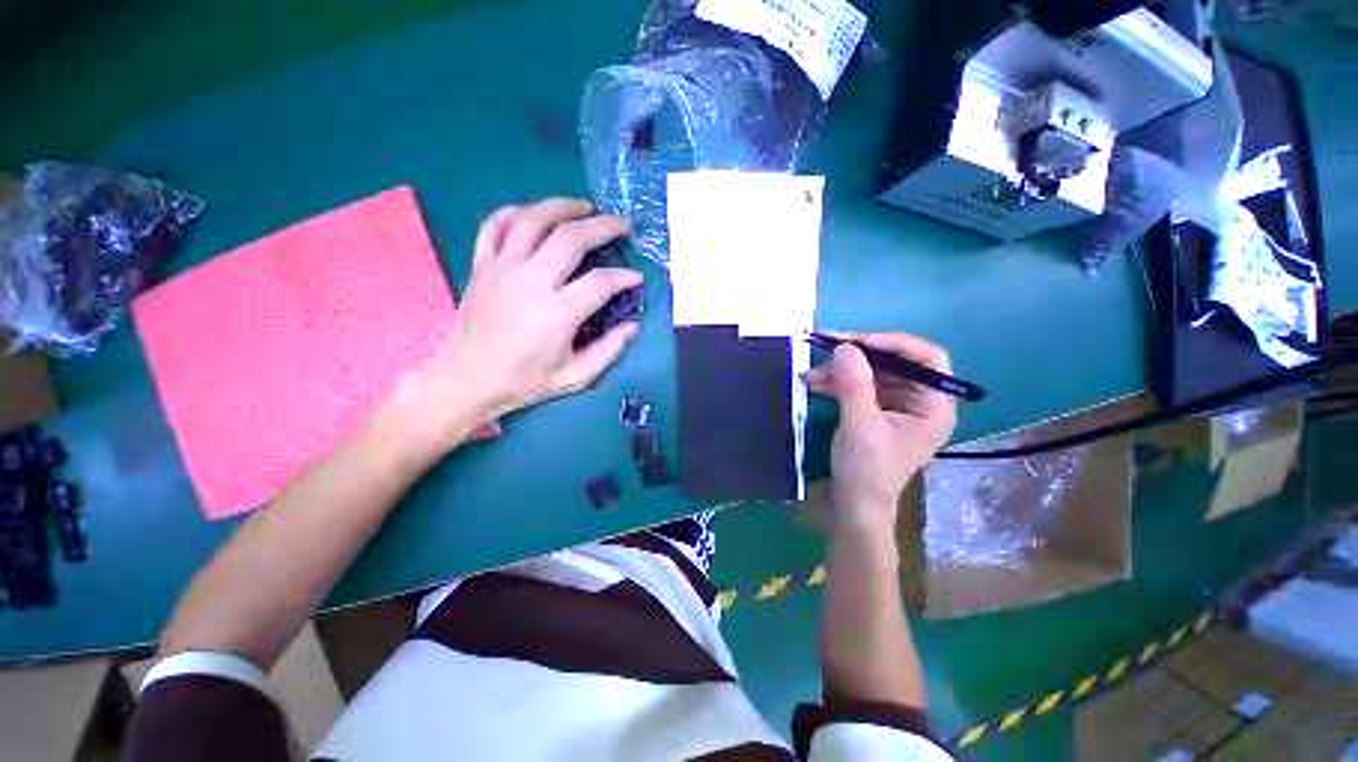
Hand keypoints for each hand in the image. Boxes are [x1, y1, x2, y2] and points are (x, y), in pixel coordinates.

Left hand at [398, 199, 641, 444]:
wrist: (466, 380)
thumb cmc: (523, 381)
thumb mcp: (575, 377)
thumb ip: (608, 351)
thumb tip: (632, 325)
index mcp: (557, 313)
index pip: (600, 281)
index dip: (624, 277)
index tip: (637, 278)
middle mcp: (530, 282)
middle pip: (570, 238)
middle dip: (603, 226)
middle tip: (621, 224)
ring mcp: (501, 269)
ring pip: (532, 220)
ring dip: (562, 207)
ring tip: (584, 206)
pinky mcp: (481, 266)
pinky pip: (494, 226)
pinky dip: (514, 213)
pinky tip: (532, 214)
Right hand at [805, 333, 956, 531]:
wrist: (854, 506)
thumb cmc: (867, 471)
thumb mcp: (860, 425)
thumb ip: (854, 385)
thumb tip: (844, 346)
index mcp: (933, 406)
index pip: (927, 358)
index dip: (893, 343)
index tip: (857, 342)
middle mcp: (920, 401)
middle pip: (895, 363)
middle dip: (858, 357)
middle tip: (825, 349)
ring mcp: (897, 406)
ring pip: (872, 373)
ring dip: (841, 371)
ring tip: (811, 374)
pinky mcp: (876, 412)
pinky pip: (859, 387)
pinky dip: (838, 383)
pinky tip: (815, 383)